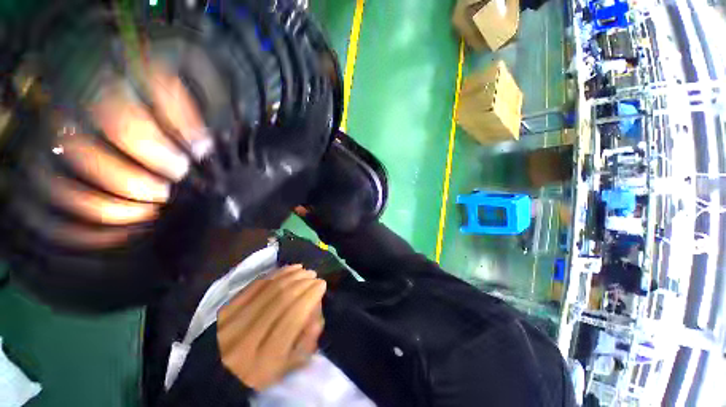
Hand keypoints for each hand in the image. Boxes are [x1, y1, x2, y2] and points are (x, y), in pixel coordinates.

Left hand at [217, 265, 325, 390]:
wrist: (219, 372)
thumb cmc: (260, 372)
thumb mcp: (288, 367)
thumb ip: (307, 340)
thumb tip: (316, 311)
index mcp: (266, 359)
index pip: (293, 317)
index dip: (310, 296)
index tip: (321, 285)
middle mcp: (248, 338)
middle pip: (282, 299)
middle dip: (304, 282)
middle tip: (315, 276)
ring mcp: (233, 321)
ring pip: (270, 288)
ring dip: (292, 275)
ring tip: (305, 271)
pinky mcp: (226, 308)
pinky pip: (256, 284)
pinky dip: (276, 273)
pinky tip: (290, 269)